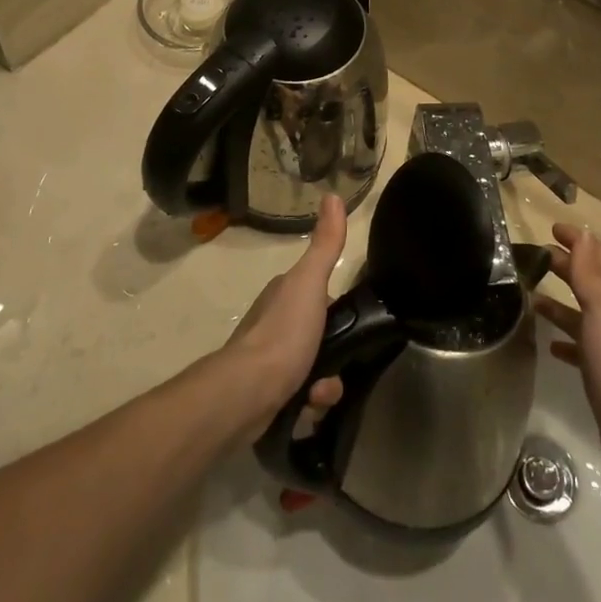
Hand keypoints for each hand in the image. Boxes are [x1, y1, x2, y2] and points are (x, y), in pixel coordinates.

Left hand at [224, 195, 347, 437]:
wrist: (247, 392)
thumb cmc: (283, 332)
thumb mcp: (311, 282)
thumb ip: (326, 244)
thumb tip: (332, 195)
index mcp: (284, 294)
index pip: (321, 294)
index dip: (338, 308)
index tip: (352, 321)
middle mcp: (275, 323)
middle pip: (322, 336)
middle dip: (336, 353)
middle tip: (340, 362)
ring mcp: (270, 361)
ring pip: (316, 369)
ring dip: (327, 384)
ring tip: (321, 392)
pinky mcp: (268, 395)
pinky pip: (303, 398)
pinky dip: (311, 404)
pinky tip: (309, 406)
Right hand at [535, 225, 600, 485]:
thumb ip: (590, 273)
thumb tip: (585, 235)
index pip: (598, 256)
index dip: (578, 240)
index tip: (553, 228)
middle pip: (589, 281)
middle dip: (567, 265)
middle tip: (536, 256)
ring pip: (581, 312)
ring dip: (560, 301)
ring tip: (531, 296)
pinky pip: (579, 345)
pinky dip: (564, 338)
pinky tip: (549, 344)